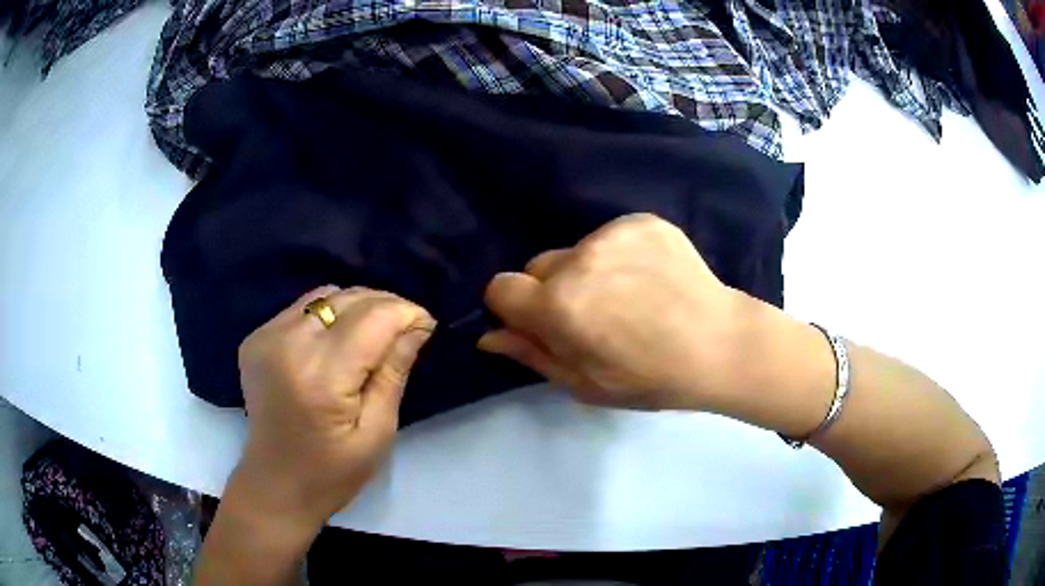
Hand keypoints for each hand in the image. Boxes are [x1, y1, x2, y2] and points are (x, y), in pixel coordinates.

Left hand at [234, 286, 435, 532]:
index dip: (407, 313)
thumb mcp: (378, 431)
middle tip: (404, 331)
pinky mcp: (256, 338)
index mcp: (320, 377)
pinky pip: (302, 308)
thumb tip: (418, 325)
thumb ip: (394, 372)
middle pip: (348, 298)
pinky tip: (336, 343)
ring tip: (371, 335)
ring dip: (356, 308)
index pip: (373, 318)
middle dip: (385, 306)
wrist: (276, 484)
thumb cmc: (333, 472)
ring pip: (325, 295)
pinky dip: (327, 316)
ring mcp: (265, 337)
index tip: (427, 326)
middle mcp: (288, 344)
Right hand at [479, 213, 764, 411]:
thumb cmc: (650, 378)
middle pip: (539, 266)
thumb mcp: (585, 383)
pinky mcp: (642, 221)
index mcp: (559, 306)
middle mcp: (579, 259)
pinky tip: (649, 278)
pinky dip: (620, 254)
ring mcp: (614, 234)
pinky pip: (611, 236)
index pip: (500, 287)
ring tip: (629, 297)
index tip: (543, 324)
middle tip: (594, 316)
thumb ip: (532, 354)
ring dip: (589, 271)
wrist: (720, 344)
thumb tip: (489, 336)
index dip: (517, 308)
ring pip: (577, 250)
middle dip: (554, 290)